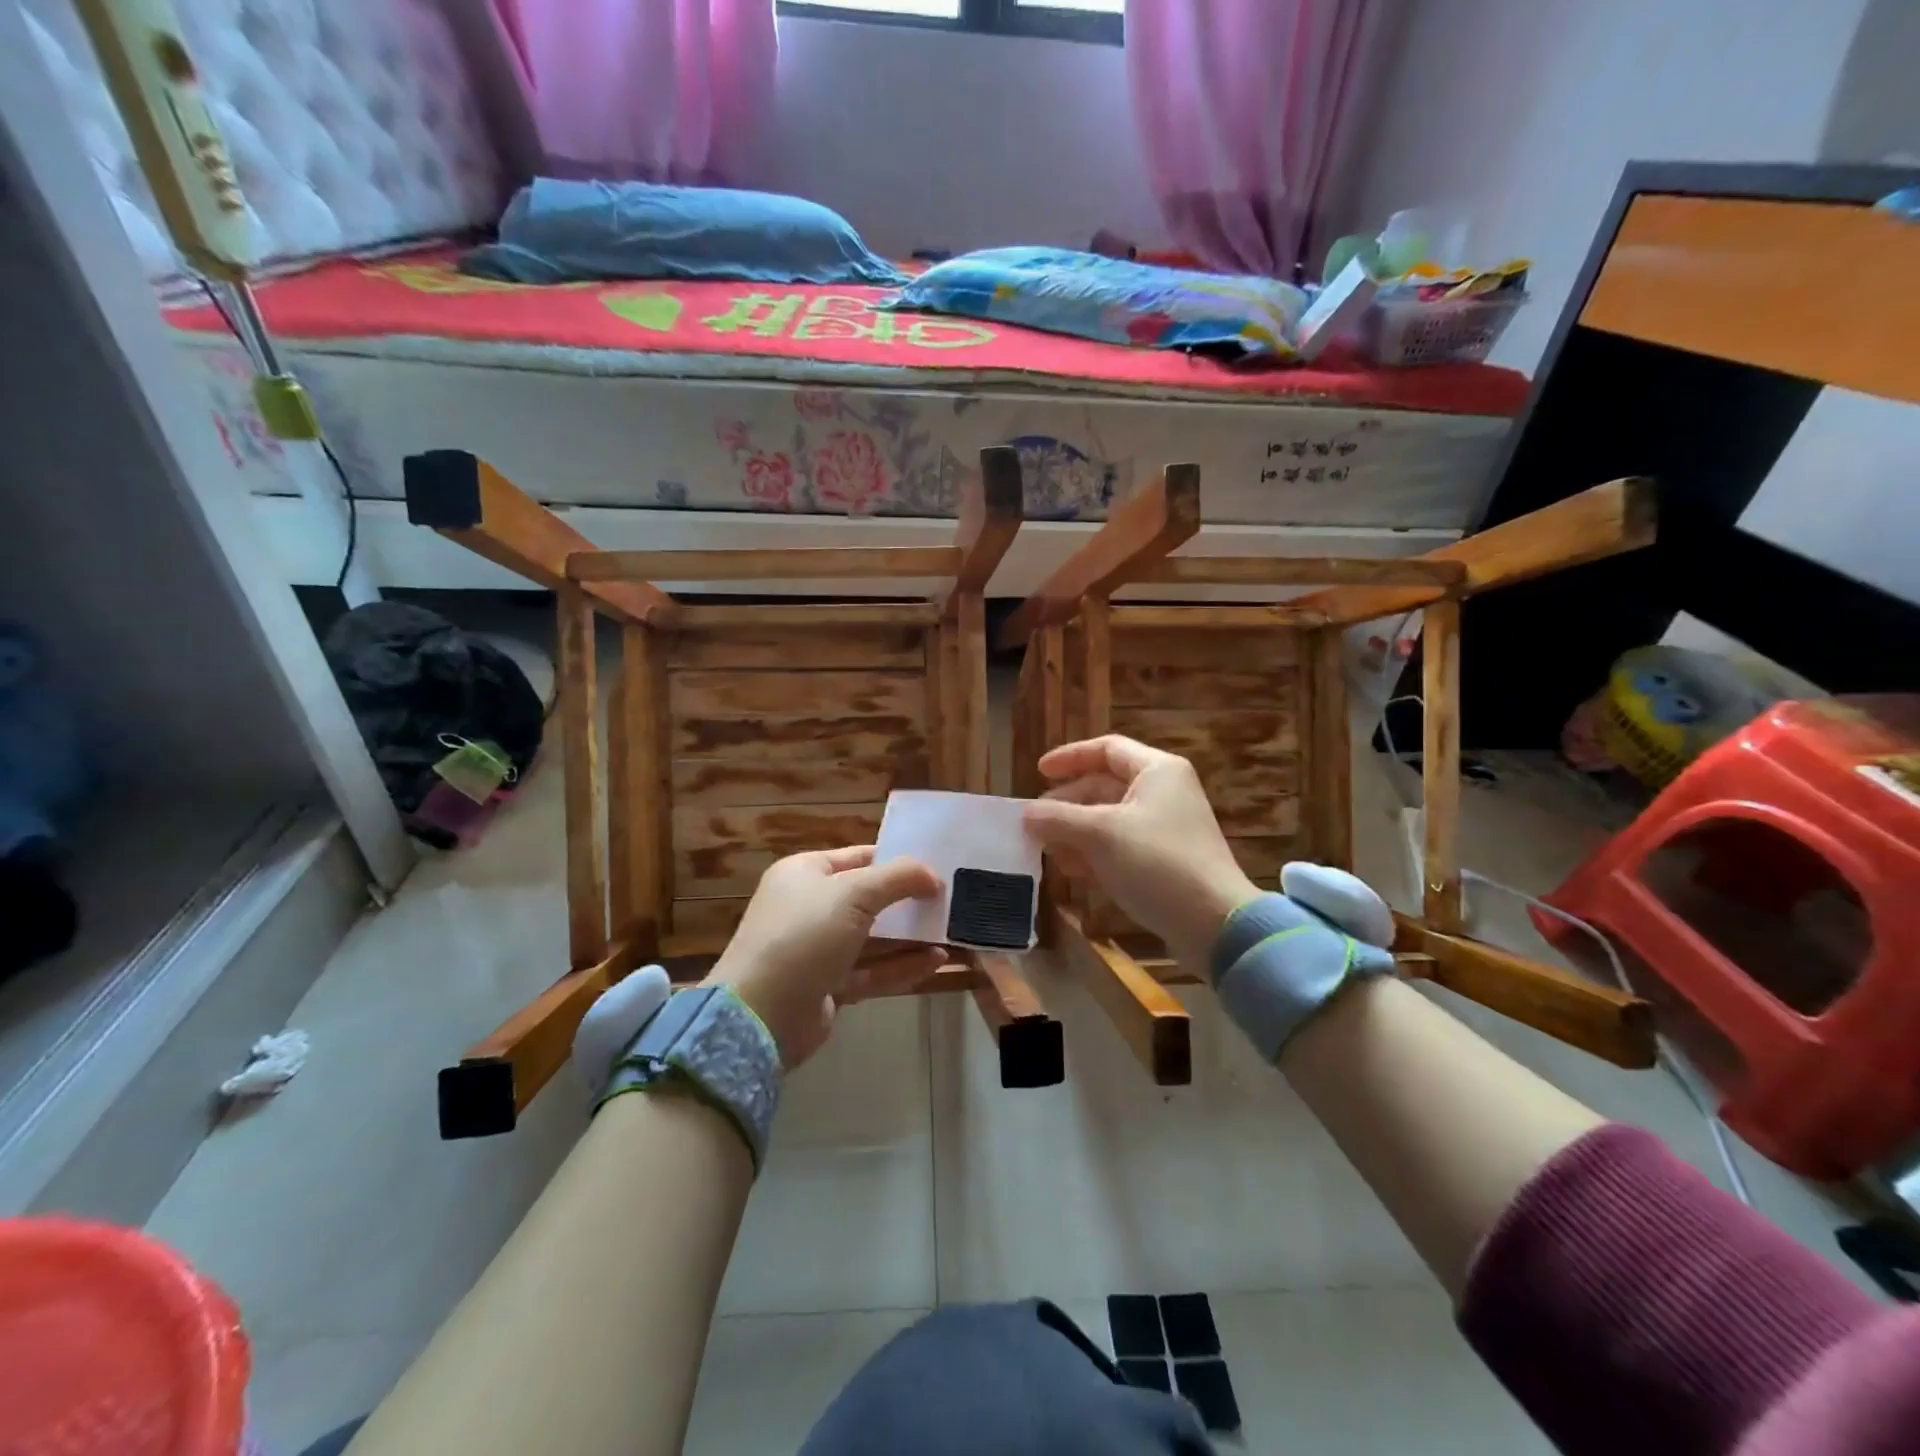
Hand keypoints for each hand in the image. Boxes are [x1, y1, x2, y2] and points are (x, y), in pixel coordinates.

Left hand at [705, 845, 945, 1067]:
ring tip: (951, 932)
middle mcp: (809, 907)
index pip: (859, 857)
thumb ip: (898, 878)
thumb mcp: (853, 893)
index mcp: (805, 873)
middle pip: (868, 898)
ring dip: (910, 936)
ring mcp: (817, 950)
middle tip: (950, 900)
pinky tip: (937, 962)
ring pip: (873, 938)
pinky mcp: (828, 986)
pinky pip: (872, 971)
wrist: (760, 1014)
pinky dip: (902, 966)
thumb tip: (933, 876)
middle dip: (908, 900)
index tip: (937, 867)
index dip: (897, 860)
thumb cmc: (804, 935)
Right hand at [1024, 735, 1259, 971]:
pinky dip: (1094, 853)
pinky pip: (1120, 846)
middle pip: (1104, 786)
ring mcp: (1165, 829)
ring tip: (1047, 850)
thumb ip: (1058, 818)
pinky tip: (1071, 870)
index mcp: (1157, 771)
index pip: (1106, 749)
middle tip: (1036, 822)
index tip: (1038, 772)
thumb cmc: (1157, 863)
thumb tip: (1026, 814)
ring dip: (1076, 832)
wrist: (1213, 924)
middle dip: (1067, 803)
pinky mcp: (1164, 861)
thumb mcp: (1100, 834)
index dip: (1070, 757)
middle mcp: (1163, 793)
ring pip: (1109, 819)